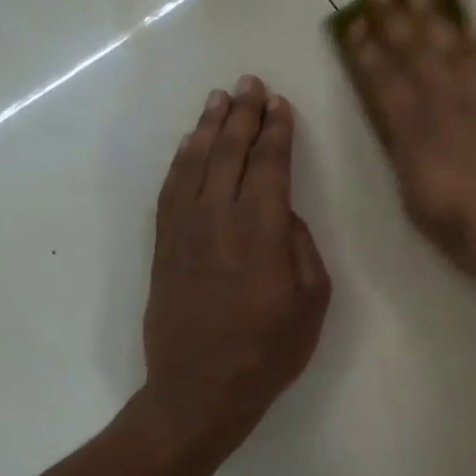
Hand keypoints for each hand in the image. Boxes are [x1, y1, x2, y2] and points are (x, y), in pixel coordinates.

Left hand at [137, 76, 331, 462]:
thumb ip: (301, 247)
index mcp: (262, 233)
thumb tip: (284, 215)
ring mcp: (184, 232)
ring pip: (195, 164)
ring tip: (218, 99)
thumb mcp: (312, 301)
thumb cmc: (268, 350)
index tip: (280, 104)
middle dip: (242, 115)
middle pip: (230, 154)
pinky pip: (170, 190)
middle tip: (249, 83)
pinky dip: (180, 160)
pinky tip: (189, 144)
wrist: (199, 391)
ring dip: (208, 128)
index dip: (276, 132)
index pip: (269, 166)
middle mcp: (219, 221)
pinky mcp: (163, 246)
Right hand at [341, 0, 475, 286]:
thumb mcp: (423, 213)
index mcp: (418, 141)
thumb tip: (399, 133)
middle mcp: (448, 112)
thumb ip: (407, 166)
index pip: (385, 86)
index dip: (368, 54)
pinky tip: (472, 25)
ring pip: (455, 51)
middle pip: (417, 57)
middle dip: (395, 20)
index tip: (355, 26)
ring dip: (435, 18)